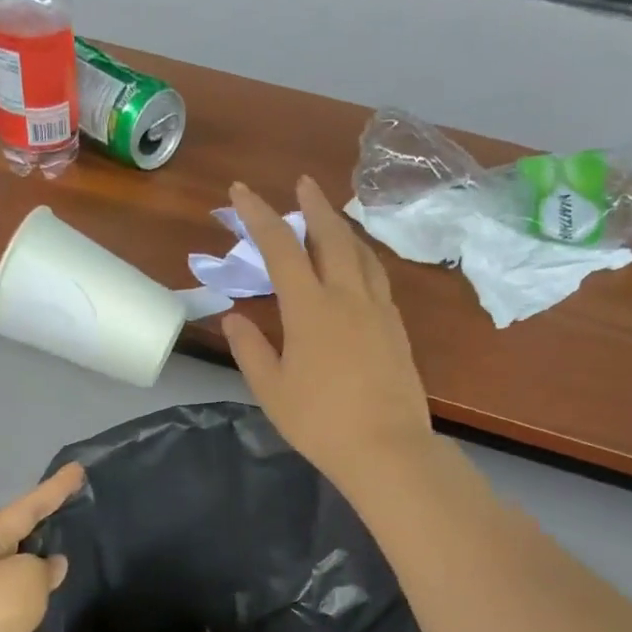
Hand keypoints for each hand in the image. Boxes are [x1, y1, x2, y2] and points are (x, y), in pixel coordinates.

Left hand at [0, 462, 83, 631]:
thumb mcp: (24, 576)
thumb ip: (45, 566)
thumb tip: (52, 567)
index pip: (24, 509)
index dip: (53, 489)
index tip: (78, 470)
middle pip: (22, 540)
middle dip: (49, 524)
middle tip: (81, 507)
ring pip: (28, 576)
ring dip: (51, 566)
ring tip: (84, 549)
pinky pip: (33, 607)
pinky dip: (51, 600)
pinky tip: (72, 595)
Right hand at [224, 177, 433, 492]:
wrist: (385, 448)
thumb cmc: (319, 422)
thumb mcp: (271, 389)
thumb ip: (250, 349)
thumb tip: (234, 319)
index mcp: (310, 308)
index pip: (281, 247)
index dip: (259, 214)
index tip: (241, 191)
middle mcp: (348, 296)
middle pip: (331, 236)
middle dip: (313, 205)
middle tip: (302, 183)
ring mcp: (379, 310)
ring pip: (362, 253)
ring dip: (343, 228)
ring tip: (331, 219)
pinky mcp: (397, 328)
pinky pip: (378, 278)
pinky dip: (363, 259)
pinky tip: (359, 268)